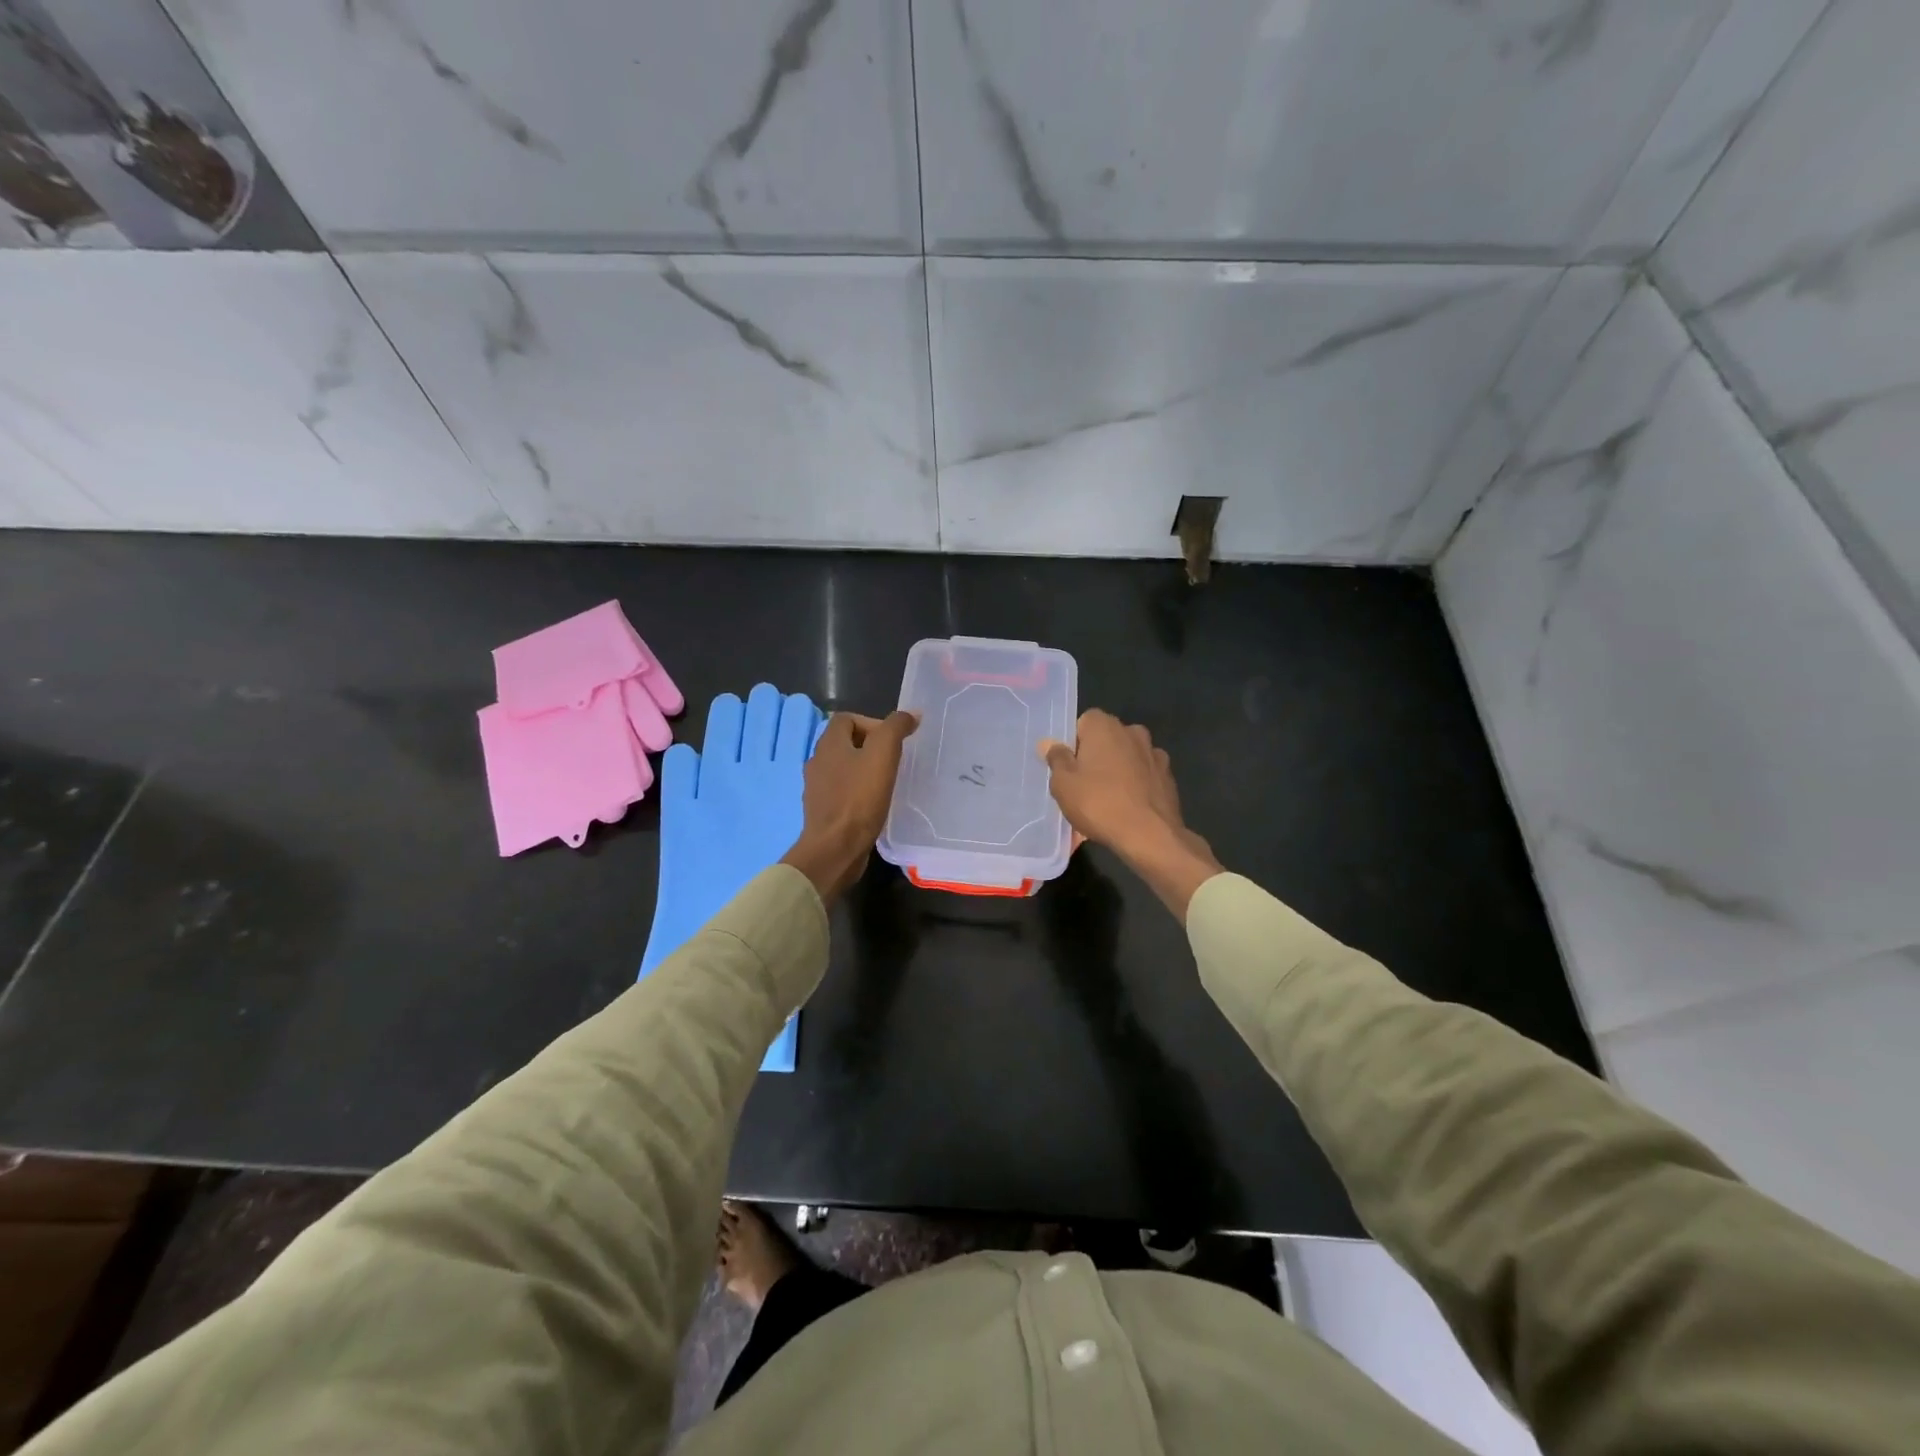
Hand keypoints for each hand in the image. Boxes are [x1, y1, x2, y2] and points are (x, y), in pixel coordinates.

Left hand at [781, 711, 916, 903]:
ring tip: (887, 782)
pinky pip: (842, 792)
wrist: (835, 849)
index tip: (893, 741)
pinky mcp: (823, 812)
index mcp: (828, 744)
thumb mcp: (883, 755)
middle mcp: (817, 762)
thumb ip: (895, 729)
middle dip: (871, 747)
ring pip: (844, 768)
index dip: (872, 722)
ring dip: (864, 770)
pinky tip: (874, 804)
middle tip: (894, 760)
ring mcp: (817, 789)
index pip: (846, 718)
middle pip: (845, 743)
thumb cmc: (858, 799)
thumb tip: (911, 714)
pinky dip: (858, 792)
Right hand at [1040, 710, 1221, 920]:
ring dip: (1118, 769)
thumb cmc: (1099, 804)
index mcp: (1104, 726)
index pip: (1083, 723)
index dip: (1074, 744)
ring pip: (1127, 756)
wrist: (1150, 835)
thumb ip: (1056, 759)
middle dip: (1096, 756)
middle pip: (1106, 739)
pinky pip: (1144, 774)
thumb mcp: (1063, 784)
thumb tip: (1050, 743)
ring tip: (1108, 799)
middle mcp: (1131, 731)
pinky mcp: (1168, 776)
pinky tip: (1129, 806)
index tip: (1069, 768)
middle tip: (1084, 785)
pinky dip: (1137, 784)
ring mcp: (1154, 753)